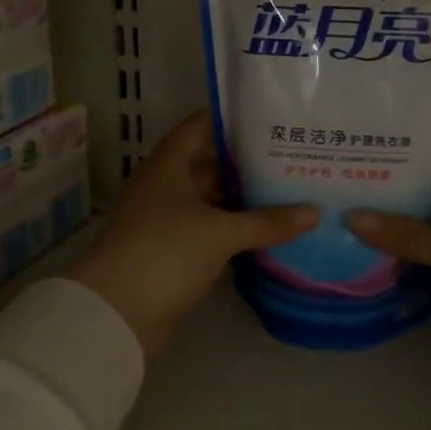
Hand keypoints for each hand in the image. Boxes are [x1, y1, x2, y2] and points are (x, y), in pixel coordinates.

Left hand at [70, 112, 318, 355]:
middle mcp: (165, 184)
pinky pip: (207, 228)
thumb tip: (314, 212)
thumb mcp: (220, 233)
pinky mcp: (171, 249)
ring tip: (289, 192)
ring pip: (210, 199)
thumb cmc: (165, 252)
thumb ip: (267, 221)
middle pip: (209, 163)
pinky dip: (232, 228)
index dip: (233, 119)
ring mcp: (165, 218)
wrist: (116, 311)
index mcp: (168, 165)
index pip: (201, 126)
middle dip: (247, 163)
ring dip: (242, 199)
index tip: (272, 118)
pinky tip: (265, 232)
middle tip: (293, 159)